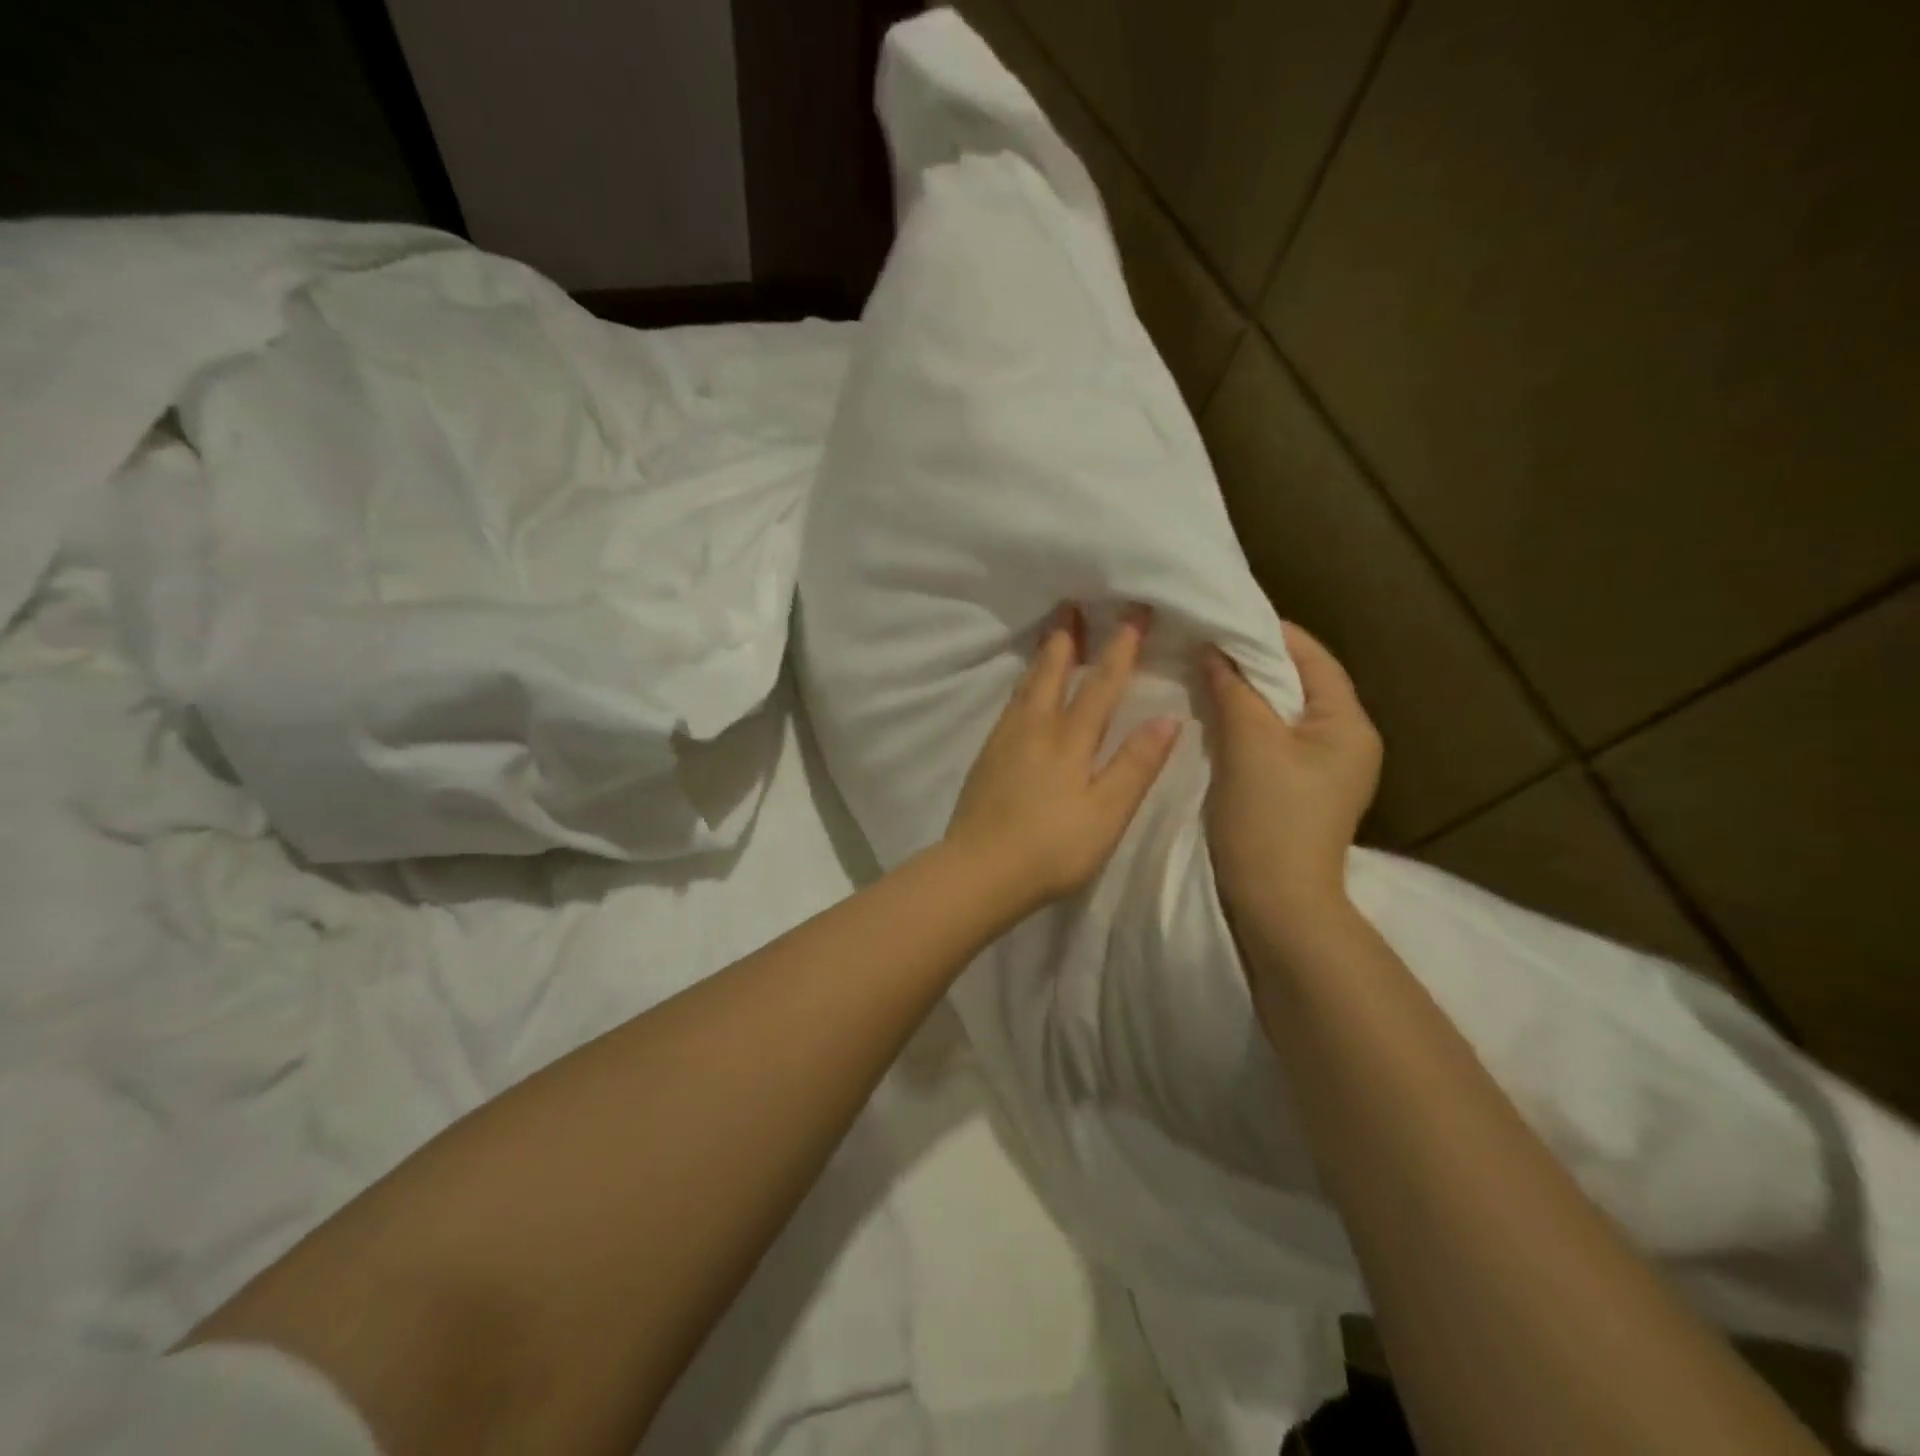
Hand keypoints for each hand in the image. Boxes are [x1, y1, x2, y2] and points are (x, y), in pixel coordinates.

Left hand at [946, 604, 1180, 917]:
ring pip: (1027, 687)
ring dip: (1042, 657)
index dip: (1119, 649)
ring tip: (1050, 636)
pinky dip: (1022, 686)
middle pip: (1053, 674)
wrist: (979, 870)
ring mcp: (1006, 741)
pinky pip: (1010, 706)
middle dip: (1067, 638)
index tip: (1133, 613)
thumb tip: (1167, 718)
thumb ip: (1135, 765)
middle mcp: (1035, 729)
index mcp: (1069, 741)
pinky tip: (1022, 692)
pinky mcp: (987, 757)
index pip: (1101, 685)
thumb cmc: (1052, 848)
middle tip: (1072, 604)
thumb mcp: (1106, 813)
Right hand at [1200, 622, 1381, 931]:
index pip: (1312, 657)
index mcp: (1348, 724)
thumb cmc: (1269, 819)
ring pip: (1282, 712)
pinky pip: (1273, 739)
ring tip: (1203, 670)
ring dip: (1246, 692)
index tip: (1222, 615)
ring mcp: (1324, 768)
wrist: (1277, 904)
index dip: (1268, 633)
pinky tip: (1214, 714)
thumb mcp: (1249, 745)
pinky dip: (1246, 721)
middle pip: (1299, 683)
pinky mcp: (1299, 788)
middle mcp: (1346, 740)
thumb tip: (1214, 648)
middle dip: (1253, 661)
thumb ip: (1234, 689)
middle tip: (1205, 641)